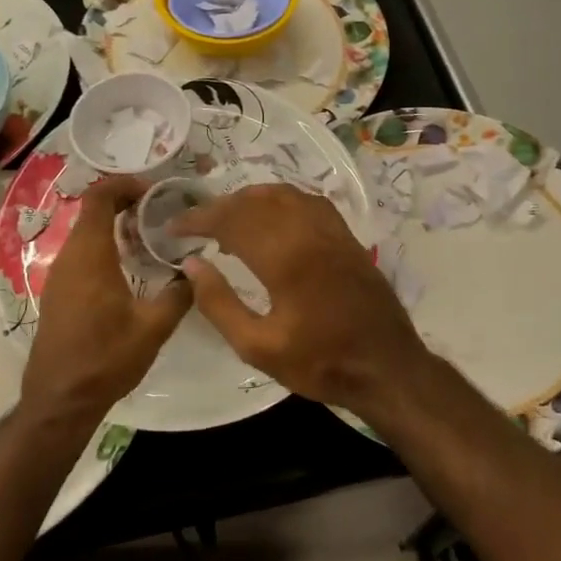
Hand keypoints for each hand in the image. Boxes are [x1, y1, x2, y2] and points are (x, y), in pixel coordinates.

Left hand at [22, 176, 191, 421]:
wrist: (59, 401)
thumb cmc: (105, 359)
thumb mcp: (154, 328)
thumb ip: (179, 293)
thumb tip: (197, 270)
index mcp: (90, 255)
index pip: (100, 196)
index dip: (126, 184)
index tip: (155, 192)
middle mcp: (70, 257)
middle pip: (94, 211)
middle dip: (127, 204)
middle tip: (162, 214)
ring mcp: (60, 275)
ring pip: (88, 233)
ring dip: (117, 227)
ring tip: (152, 239)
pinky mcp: (59, 292)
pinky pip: (82, 254)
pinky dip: (107, 247)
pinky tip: (131, 269)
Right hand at [172, 184, 427, 412]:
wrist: (386, 366)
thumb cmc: (320, 362)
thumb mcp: (258, 347)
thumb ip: (220, 304)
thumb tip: (192, 264)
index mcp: (284, 257)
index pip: (231, 221)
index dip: (198, 219)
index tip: (173, 228)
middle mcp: (307, 231)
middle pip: (254, 201)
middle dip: (219, 207)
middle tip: (194, 225)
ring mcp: (331, 229)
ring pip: (282, 194)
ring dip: (248, 199)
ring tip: (227, 219)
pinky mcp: (345, 235)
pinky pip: (307, 200)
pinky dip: (280, 200)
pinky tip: (271, 216)